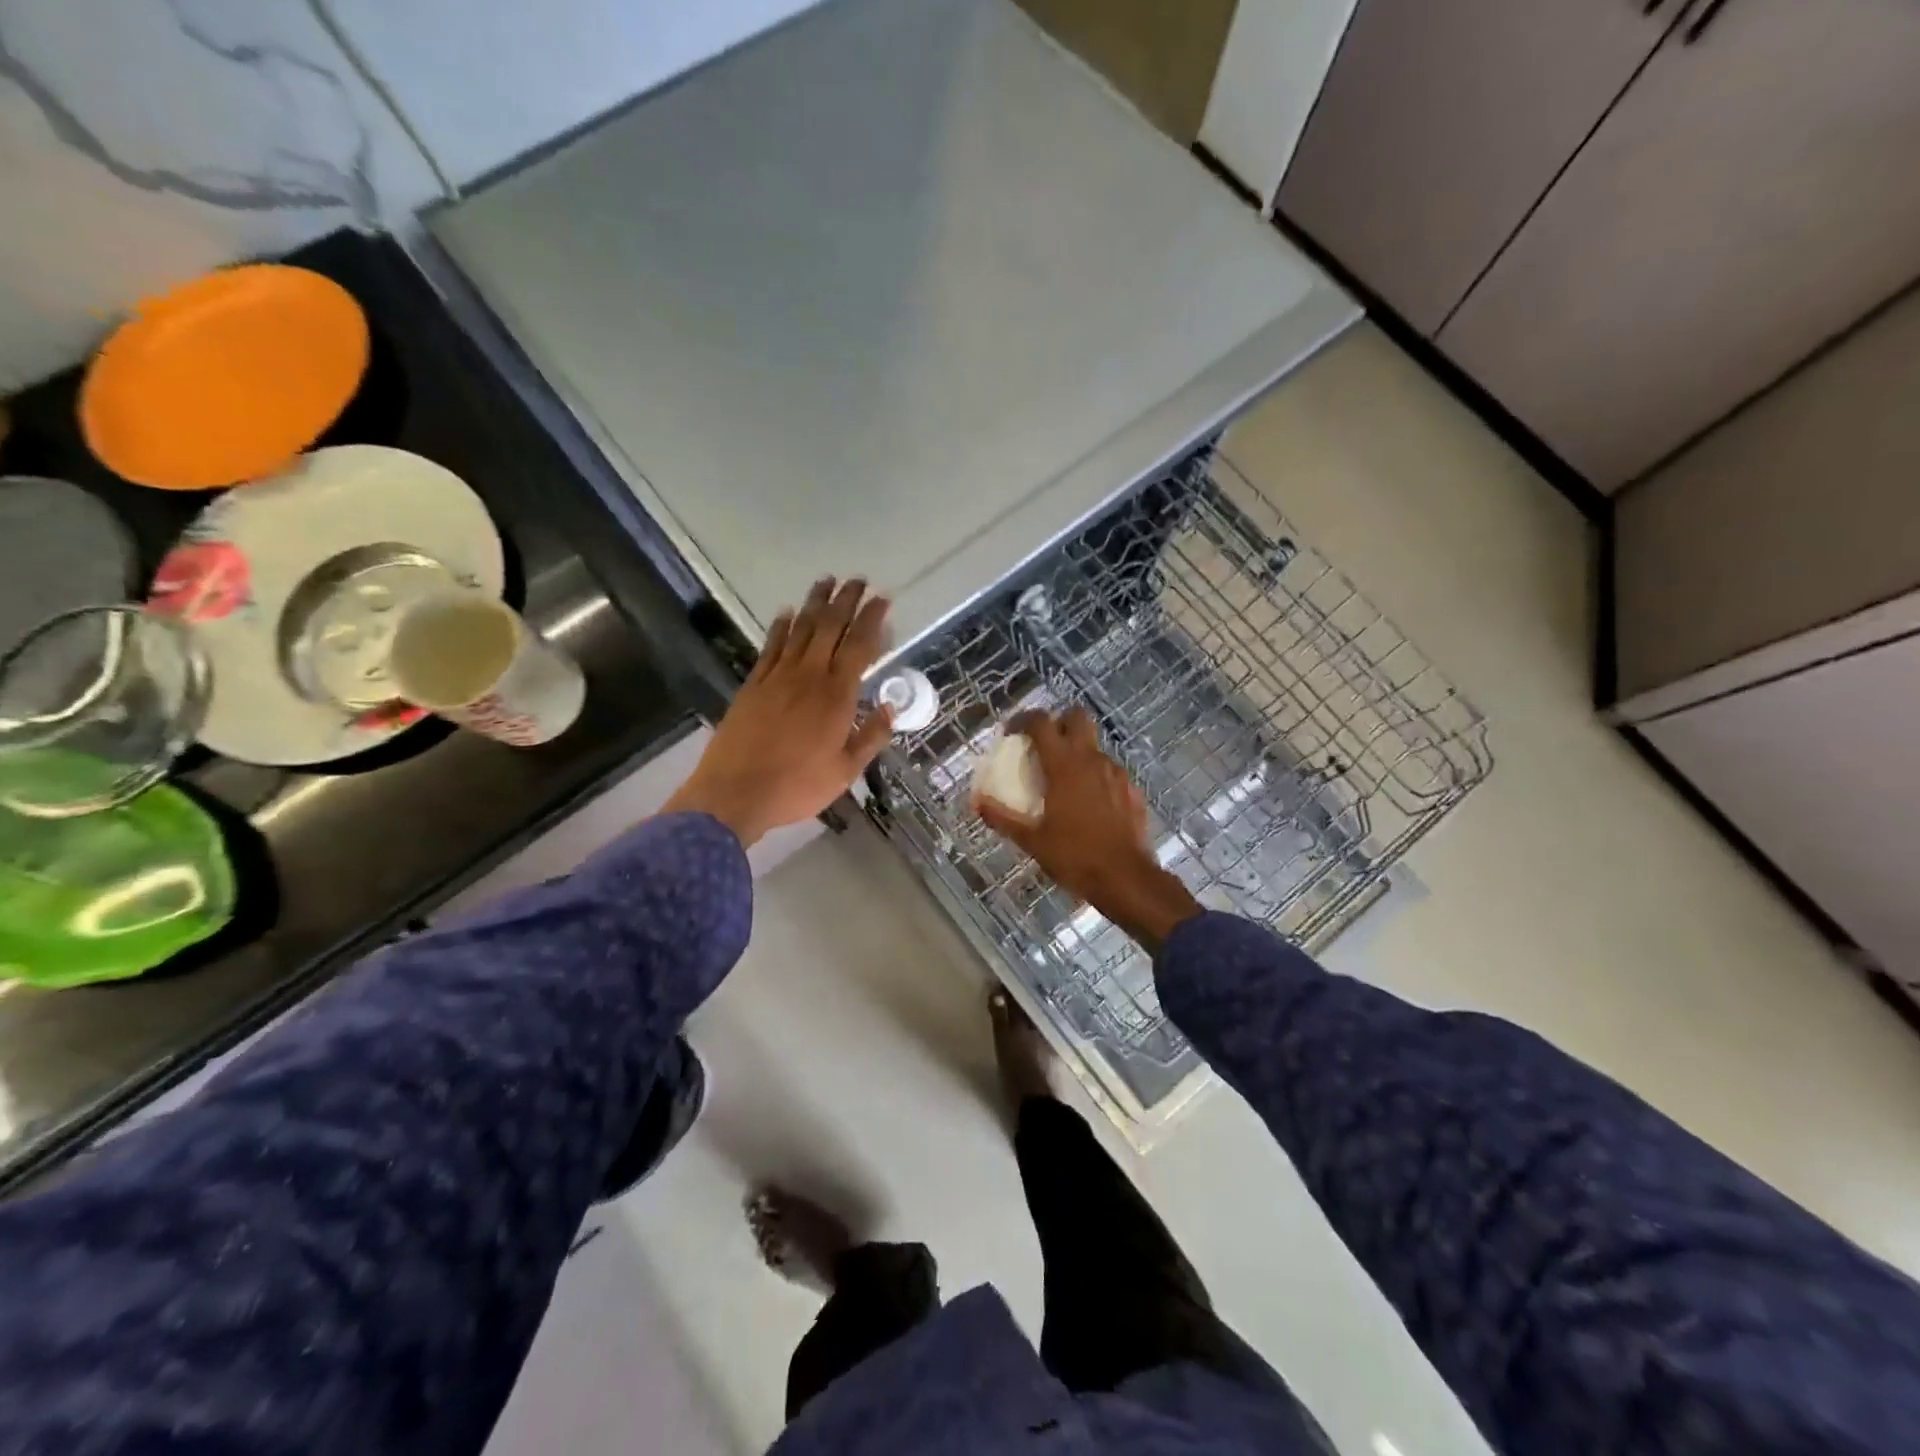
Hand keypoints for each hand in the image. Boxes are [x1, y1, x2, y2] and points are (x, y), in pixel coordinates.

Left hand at [665, 579, 892, 847]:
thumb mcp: (846, 771)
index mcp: (837, 696)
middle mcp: (809, 676)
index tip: (882, 599)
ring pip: (800, 630)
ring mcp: (778, 677)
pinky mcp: (753, 684)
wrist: (735, 793)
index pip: (860, 646)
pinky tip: (786, 613)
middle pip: (830, 628)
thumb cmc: (798, 786)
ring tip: (826, 583)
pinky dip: (781, 627)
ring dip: (814, 604)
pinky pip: (771, 647)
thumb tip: (889, 708)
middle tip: (857, 580)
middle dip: (846, 601)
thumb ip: (871, 737)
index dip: (872, 620)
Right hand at [975, 708, 1201, 951]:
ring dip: (1078, 753)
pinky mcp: (1132, 790)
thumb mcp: (1031, 840)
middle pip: (1077, 717)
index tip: (1011, 733)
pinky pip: (1110, 772)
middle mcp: (1092, 760)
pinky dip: (1096, 778)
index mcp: (1064, 765)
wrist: (1126, 879)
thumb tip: (976, 803)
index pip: (1041, 723)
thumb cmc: (1074, 856)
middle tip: (1044, 745)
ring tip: (1064, 782)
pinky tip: (1089, 805)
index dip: (1023, 720)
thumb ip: (1002, 817)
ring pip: (1095, 747)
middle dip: (1059, 723)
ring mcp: (1116, 773)